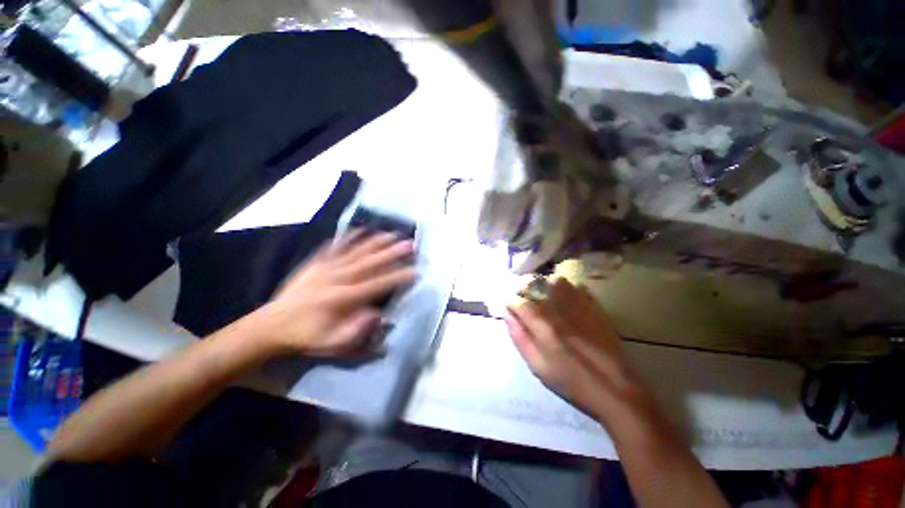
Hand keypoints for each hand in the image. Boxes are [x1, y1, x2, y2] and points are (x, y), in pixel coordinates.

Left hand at [254, 231, 415, 356]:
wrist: (271, 325)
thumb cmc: (307, 336)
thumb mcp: (332, 344)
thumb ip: (357, 330)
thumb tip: (380, 314)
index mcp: (343, 298)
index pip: (377, 285)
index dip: (398, 277)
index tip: (415, 271)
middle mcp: (337, 277)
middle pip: (370, 262)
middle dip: (392, 253)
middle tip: (410, 244)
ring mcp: (326, 267)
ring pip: (356, 250)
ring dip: (376, 241)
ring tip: (393, 234)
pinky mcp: (316, 262)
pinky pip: (335, 246)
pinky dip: (349, 236)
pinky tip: (361, 229)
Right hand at [505, 278, 648, 420]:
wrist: (617, 390)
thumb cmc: (572, 382)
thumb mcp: (538, 366)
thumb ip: (520, 337)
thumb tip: (507, 315)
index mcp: (542, 324)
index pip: (518, 301)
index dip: (510, 301)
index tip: (508, 306)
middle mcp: (559, 308)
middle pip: (535, 285)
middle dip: (524, 289)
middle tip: (524, 300)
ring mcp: (580, 305)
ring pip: (557, 281)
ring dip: (547, 286)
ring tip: (546, 298)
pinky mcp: (596, 308)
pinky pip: (579, 288)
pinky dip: (569, 289)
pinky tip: (568, 302)